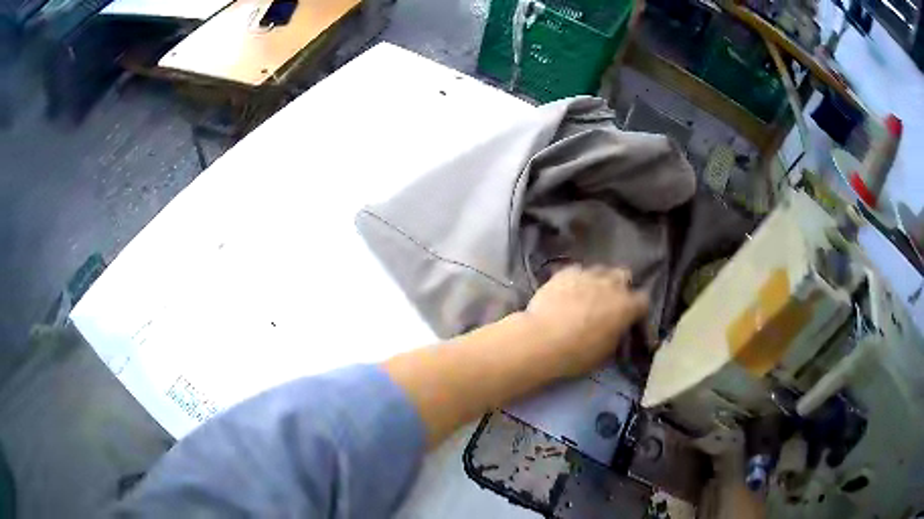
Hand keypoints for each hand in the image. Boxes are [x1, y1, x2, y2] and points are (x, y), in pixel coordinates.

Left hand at [522, 265, 648, 376]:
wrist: (542, 340)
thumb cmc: (577, 354)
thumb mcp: (606, 351)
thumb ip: (617, 333)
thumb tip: (616, 327)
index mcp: (627, 306)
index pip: (643, 301)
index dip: (636, 310)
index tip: (630, 318)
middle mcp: (611, 284)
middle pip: (624, 275)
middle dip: (620, 287)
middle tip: (609, 303)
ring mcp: (588, 274)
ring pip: (600, 270)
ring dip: (598, 281)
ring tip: (587, 295)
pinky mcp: (565, 271)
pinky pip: (577, 271)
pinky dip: (576, 280)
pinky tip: (567, 291)